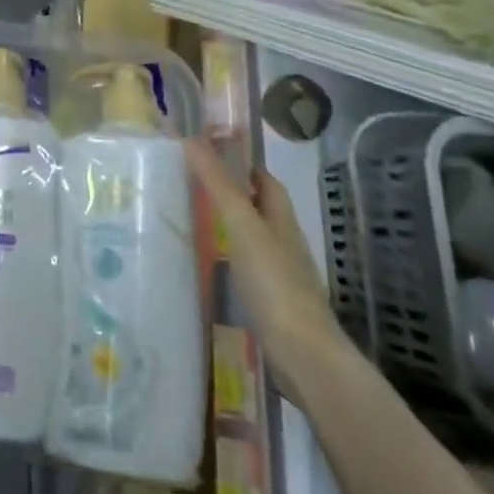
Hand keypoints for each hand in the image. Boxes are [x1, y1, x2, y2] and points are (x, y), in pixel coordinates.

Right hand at [185, 139, 353, 392]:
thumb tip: (191, 138)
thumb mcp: (242, 226)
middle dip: (232, 195)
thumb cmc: (274, 282)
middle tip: (190, 185)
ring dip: (228, 227)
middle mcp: (284, 242)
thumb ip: (218, 185)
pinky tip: (207, 266)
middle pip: (259, 209)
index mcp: (282, 219)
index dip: (242, 165)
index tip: (209, 154)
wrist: (302, 354)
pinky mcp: (271, 302)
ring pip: (252, 239)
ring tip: (190, 221)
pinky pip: (247, 269)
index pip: (265, 181)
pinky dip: (228, 259)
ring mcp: (280, 275)